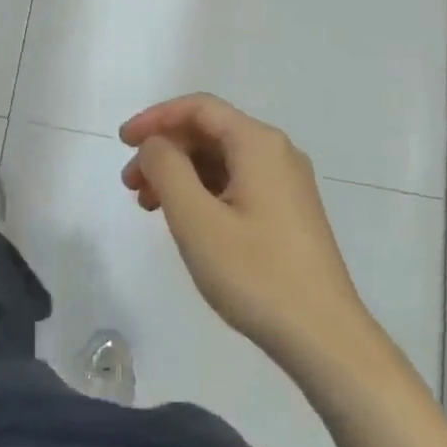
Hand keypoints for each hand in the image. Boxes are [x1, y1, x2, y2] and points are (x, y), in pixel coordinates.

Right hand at [121, 94, 369, 369]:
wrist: (324, 338)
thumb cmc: (255, 274)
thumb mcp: (196, 219)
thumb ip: (166, 168)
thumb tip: (156, 145)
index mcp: (258, 144)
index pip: (198, 108)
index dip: (155, 118)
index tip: (122, 142)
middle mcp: (276, 153)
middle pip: (209, 132)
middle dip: (164, 150)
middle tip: (130, 184)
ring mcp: (285, 183)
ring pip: (220, 160)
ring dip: (179, 174)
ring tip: (148, 206)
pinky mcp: (287, 211)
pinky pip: (235, 183)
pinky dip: (201, 192)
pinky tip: (183, 220)